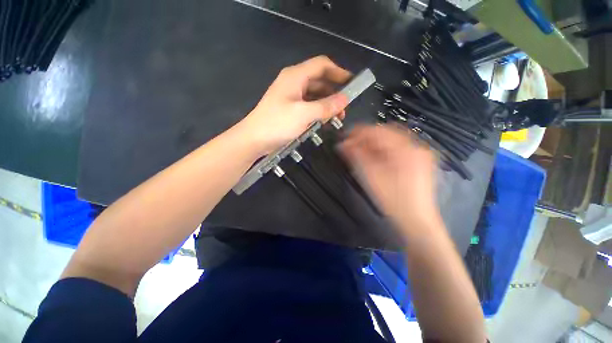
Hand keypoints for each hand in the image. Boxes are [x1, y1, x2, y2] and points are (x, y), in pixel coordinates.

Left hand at [238, 56, 350, 155]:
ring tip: (338, 117)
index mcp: (296, 76)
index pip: (322, 65)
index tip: (352, 84)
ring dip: (327, 104)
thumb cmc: (277, 123)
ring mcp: (291, 97)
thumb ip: (325, 106)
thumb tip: (345, 99)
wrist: (254, 139)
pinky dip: (318, 111)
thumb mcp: (304, 114)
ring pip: (315, 95)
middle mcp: (294, 83)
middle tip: (346, 107)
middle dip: (334, 92)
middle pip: (319, 80)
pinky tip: (325, 121)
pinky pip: (309, 106)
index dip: (338, 72)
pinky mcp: (290, 109)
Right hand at [341, 124, 440, 233]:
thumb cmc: (392, 200)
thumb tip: (342, 145)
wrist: (415, 220)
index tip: (345, 138)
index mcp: (405, 149)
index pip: (377, 131)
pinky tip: (375, 156)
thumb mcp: (370, 177)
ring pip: (391, 140)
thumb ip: (356, 157)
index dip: (358, 133)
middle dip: (366, 137)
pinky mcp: (419, 161)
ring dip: (373, 143)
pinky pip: (397, 148)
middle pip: (385, 133)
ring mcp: (419, 153)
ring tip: (360, 151)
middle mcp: (416, 146)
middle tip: (351, 145)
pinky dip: (383, 149)